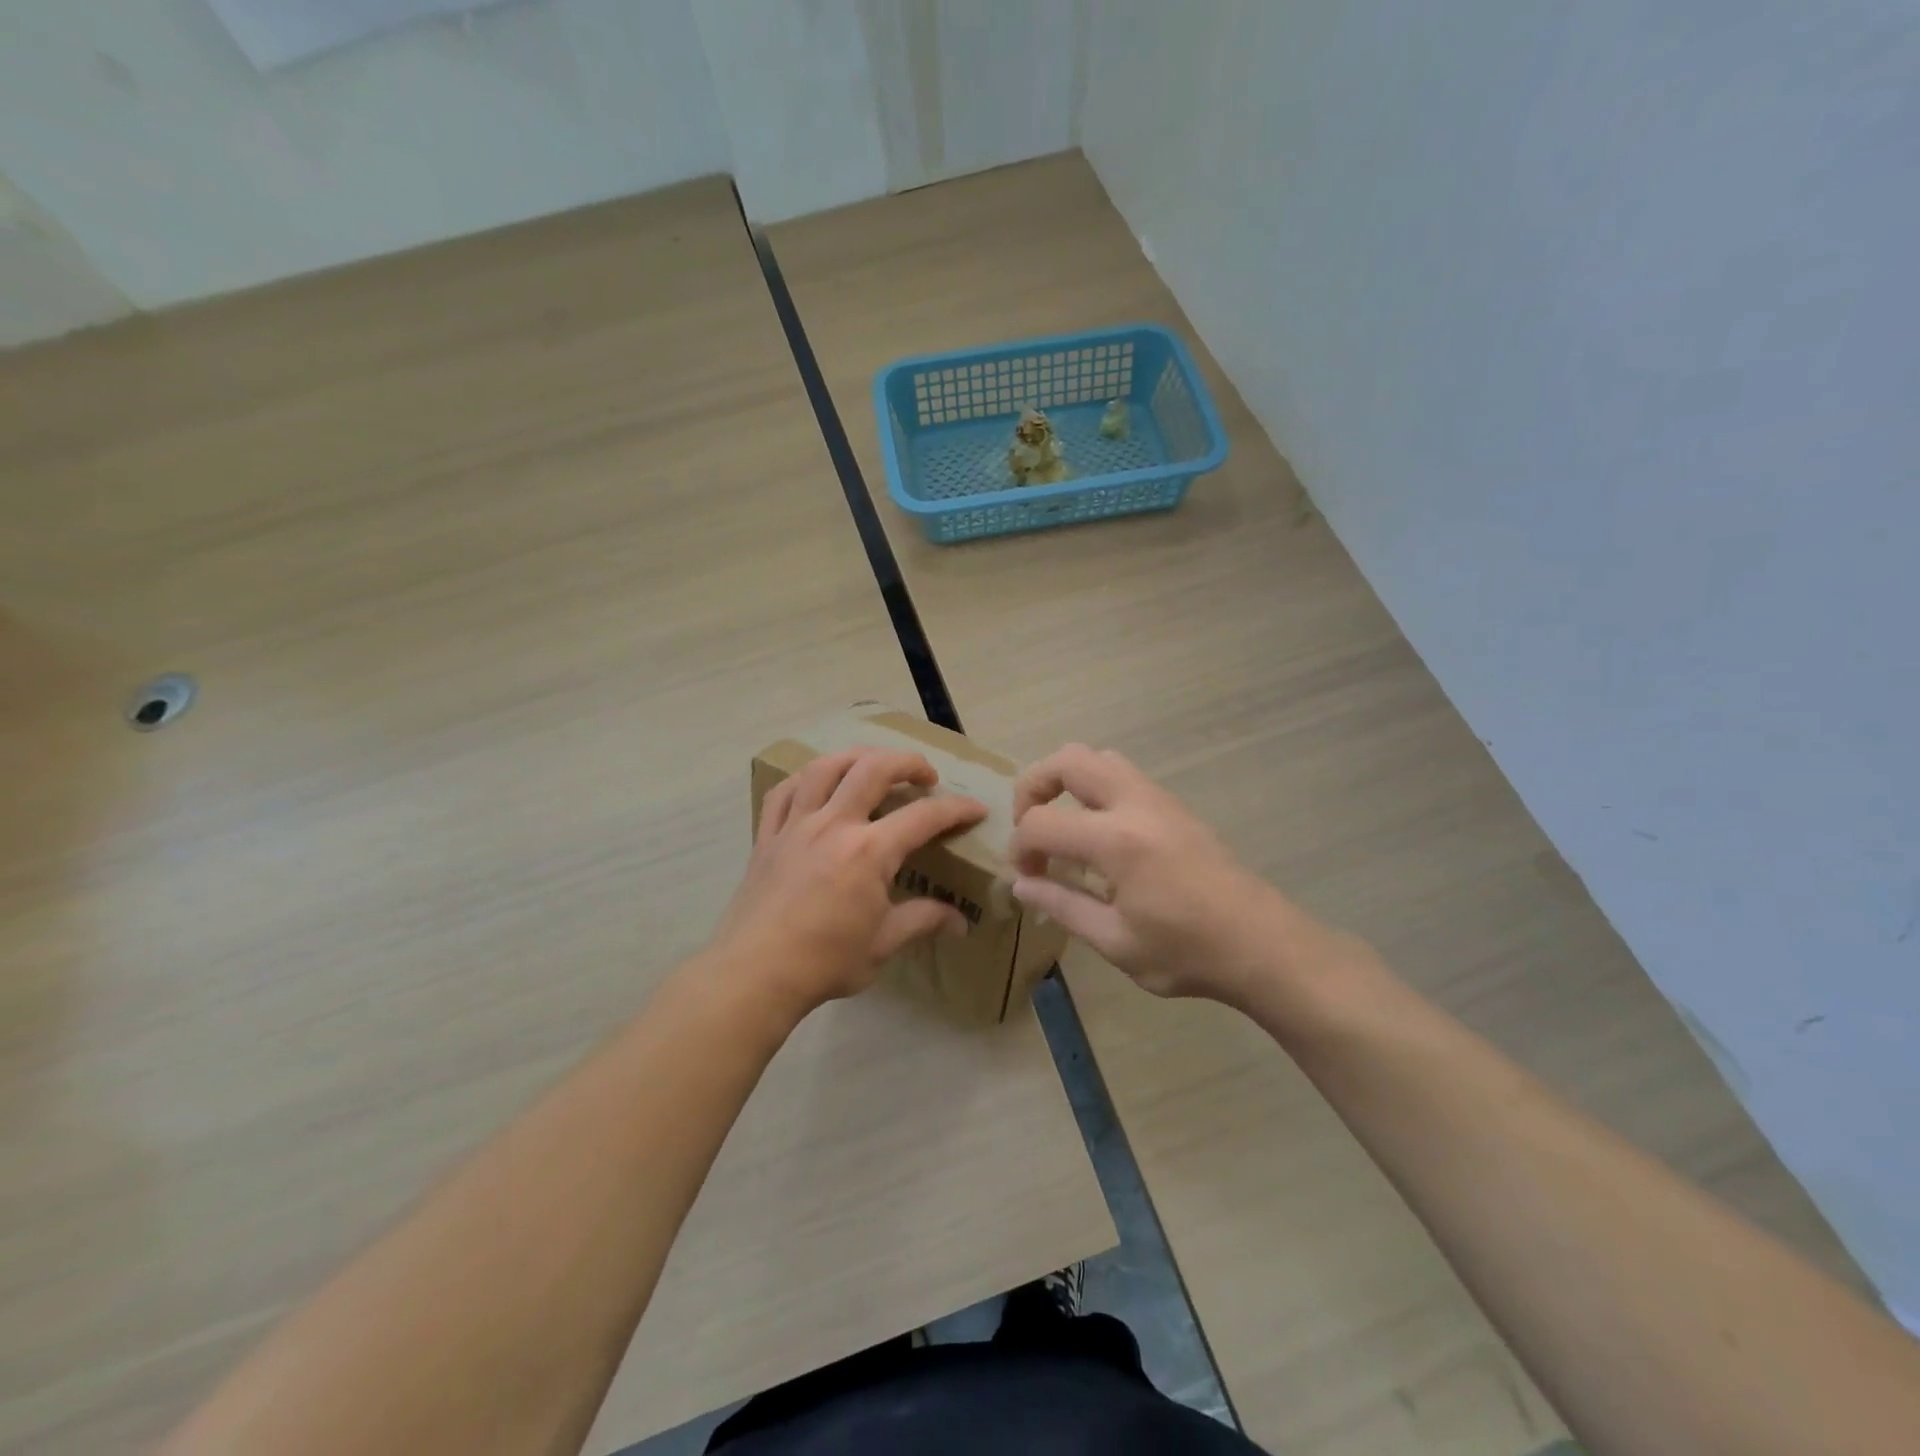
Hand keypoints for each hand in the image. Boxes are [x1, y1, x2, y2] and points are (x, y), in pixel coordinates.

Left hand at [711, 746, 986, 1016]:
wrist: (755, 973)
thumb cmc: (825, 961)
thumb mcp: (883, 944)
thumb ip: (923, 920)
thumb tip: (960, 921)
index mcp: (869, 851)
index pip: (924, 816)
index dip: (956, 808)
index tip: (976, 809)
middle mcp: (834, 824)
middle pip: (874, 768)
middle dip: (908, 762)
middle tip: (925, 775)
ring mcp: (796, 825)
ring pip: (825, 767)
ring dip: (856, 757)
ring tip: (873, 765)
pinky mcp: (767, 835)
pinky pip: (784, 791)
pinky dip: (804, 779)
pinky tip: (816, 784)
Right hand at [1008, 744, 1311, 1006]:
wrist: (1263, 944)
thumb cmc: (1187, 951)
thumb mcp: (1115, 941)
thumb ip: (1062, 905)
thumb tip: (1021, 884)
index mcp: (1116, 840)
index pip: (1042, 822)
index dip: (1019, 847)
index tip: (1025, 877)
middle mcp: (1134, 804)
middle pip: (1068, 760)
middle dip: (1033, 786)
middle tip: (1030, 828)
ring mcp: (1158, 799)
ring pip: (1099, 758)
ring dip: (1067, 781)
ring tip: (1062, 825)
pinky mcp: (1174, 806)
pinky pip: (1123, 775)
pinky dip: (1094, 789)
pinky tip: (1098, 836)